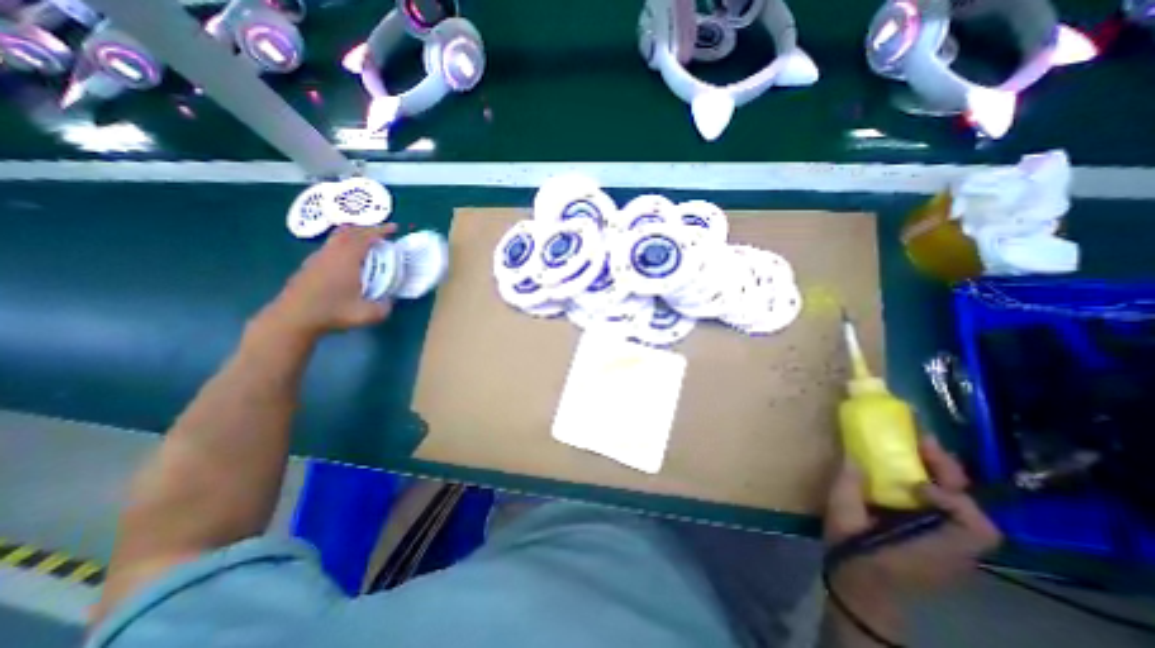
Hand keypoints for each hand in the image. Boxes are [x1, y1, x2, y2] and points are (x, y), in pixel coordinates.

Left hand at [260, 223, 396, 338]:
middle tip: (382, 233)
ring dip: (354, 235)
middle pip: (350, 232)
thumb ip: (384, 306)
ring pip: (337, 238)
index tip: (394, 228)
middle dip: (368, 229)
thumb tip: (390, 300)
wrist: (293, 318)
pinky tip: (348, 259)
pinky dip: (343, 245)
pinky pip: (330, 247)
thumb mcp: (368, 314)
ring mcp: (318, 258)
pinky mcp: (310, 266)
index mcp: (348, 259)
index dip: (381, 230)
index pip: (366, 237)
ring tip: (366, 242)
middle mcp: (332, 253)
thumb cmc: (332, 312)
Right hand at [821, 436, 1003, 602]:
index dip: (950, 497)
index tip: (914, 483)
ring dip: (941, 478)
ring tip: (916, 453)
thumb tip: (853, 456)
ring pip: (961, 508)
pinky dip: (933, 490)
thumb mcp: (842, 518)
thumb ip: (848, 486)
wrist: (861, 588)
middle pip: (971, 509)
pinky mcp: (939, 541)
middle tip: (922, 443)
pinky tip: (907, 476)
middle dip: (949, 473)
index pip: (973, 525)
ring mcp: (950, 546)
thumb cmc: (854, 554)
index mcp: (935, 545)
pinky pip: (946, 511)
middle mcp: (954, 547)